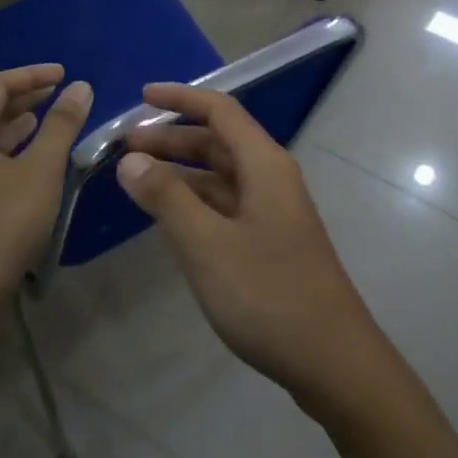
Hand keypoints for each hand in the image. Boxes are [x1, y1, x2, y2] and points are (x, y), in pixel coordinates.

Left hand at [0, 65, 92, 315]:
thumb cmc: (1, 224)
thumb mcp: (40, 170)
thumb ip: (61, 125)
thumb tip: (79, 86)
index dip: (32, 75)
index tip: (65, 74)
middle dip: (26, 97)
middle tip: (61, 92)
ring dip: (19, 124)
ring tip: (51, 120)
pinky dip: (12, 151)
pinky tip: (33, 162)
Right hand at [116, 83, 388, 412]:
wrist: (333, 361)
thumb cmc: (268, 295)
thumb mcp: (207, 245)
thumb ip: (167, 198)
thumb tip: (131, 159)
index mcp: (264, 164)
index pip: (220, 110)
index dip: (180, 98)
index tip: (140, 96)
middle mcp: (270, 178)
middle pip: (218, 141)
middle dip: (172, 138)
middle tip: (124, 146)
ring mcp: (272, 211)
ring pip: (220, 175)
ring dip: (180, 172)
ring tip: (136, 179)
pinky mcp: (269, 241)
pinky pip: (225, 205)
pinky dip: (194, 201)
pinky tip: (168, 216)